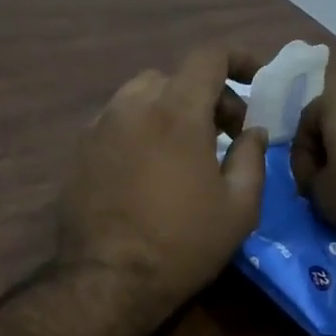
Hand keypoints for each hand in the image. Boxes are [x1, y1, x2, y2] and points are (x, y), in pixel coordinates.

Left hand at [59, 48, 267, 320]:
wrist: (108, 280)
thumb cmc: (183, 244)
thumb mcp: (239, 207)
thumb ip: (252, 157)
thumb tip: (253, 131)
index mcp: (176, 111)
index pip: (209, 56)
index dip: (238, 59)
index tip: (255, 80)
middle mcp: (133, 106)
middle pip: (175, 77)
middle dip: (207, 95)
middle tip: (226, 133)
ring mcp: (100, 127)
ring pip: (141, 96)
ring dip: (170, 110)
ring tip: (185, 150)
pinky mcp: (79, 151)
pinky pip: (117, 122)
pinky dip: (141, 129)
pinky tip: (149, 168)